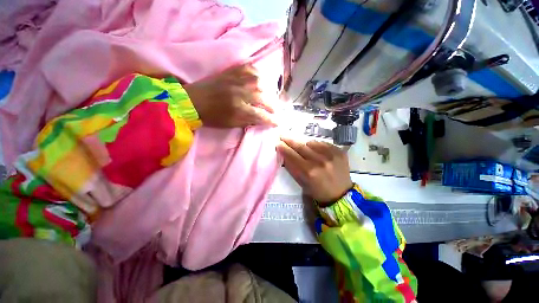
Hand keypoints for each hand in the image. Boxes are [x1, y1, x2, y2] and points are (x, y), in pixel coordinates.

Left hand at [184, 64, 275, 127]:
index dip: (271, 120)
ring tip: (268, 96)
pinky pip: (248, 68)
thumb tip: (261, 120)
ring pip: (259, 82)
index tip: (277, 122)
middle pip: (262, 98)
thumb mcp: (230, 124)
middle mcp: (240, 93)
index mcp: (238, 109)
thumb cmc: (211, 116)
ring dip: (267, 90)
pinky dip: (257, 73)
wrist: (192, 101)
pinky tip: (259, 80)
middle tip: (275, 110)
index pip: (260, 115)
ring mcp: (235, 80)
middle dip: (272, 106)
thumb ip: (247, 121)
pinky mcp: (230, 72)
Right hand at [277, 138, 352, 204]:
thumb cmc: (317, 191)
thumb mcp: (301, 182)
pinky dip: (316, 145)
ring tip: (304, 148)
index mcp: (309, 172)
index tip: (278, 143)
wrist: (341, 194)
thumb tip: (283, 153)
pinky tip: (316, 150)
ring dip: (304, 144)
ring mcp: (331, 155)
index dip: (283, 148)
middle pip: (300, 146)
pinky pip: (322, 143)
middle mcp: (319, 161)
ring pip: (311, 142)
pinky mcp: (339, 151)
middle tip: (283, 135)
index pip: (292, 155)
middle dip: (290, 140)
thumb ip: (292, 167)